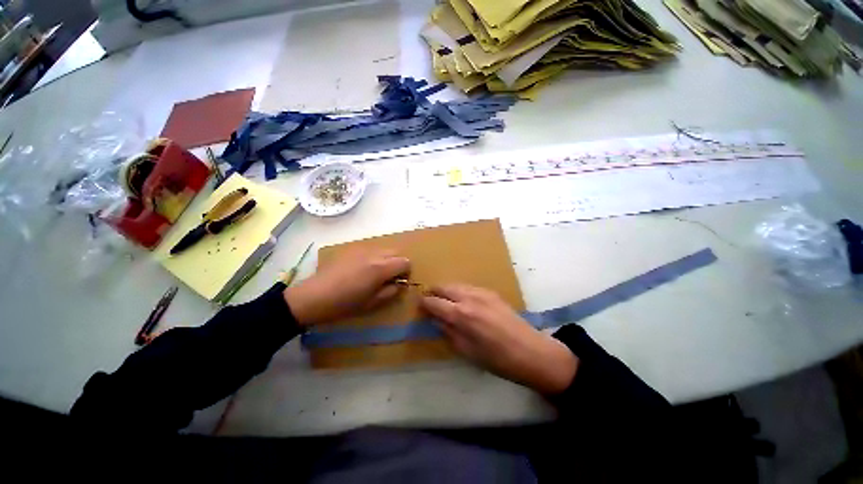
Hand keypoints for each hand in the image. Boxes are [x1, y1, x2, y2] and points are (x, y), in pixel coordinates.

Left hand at [285, 249, 409, 325]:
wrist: (313, 297)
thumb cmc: (344, 304)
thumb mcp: (371, 303)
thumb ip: (390, 292)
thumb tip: (399, 284)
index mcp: (381, 268)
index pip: (405, 262)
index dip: (406, 272)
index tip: (399, 282)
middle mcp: (374, 254)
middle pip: (396, 252)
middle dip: (397, 263)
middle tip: (389, 277)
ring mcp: (361, 249)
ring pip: (383, 249)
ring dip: (386, 259)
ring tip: (374, 273)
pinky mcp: (350, 249)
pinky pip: (370, 249)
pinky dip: (373, 257)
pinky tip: (361, 270)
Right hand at [420, 284, 577, 394]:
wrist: (531, 351)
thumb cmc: (496, 359)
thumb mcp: (466, 350)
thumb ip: (448, 331)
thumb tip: (436, 319)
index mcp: (461, 315)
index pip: (434, 302)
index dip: (424, 302)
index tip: (419, 304)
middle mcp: (469, 298)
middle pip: (444, 287)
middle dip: (434, 291)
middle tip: (429, 299)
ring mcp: (482, 292)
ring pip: (457, 284)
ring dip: (447, 289)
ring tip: (444, 298)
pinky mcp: (491, 292)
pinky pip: (469, 287)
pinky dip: (460, 290)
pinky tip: (462, 299)